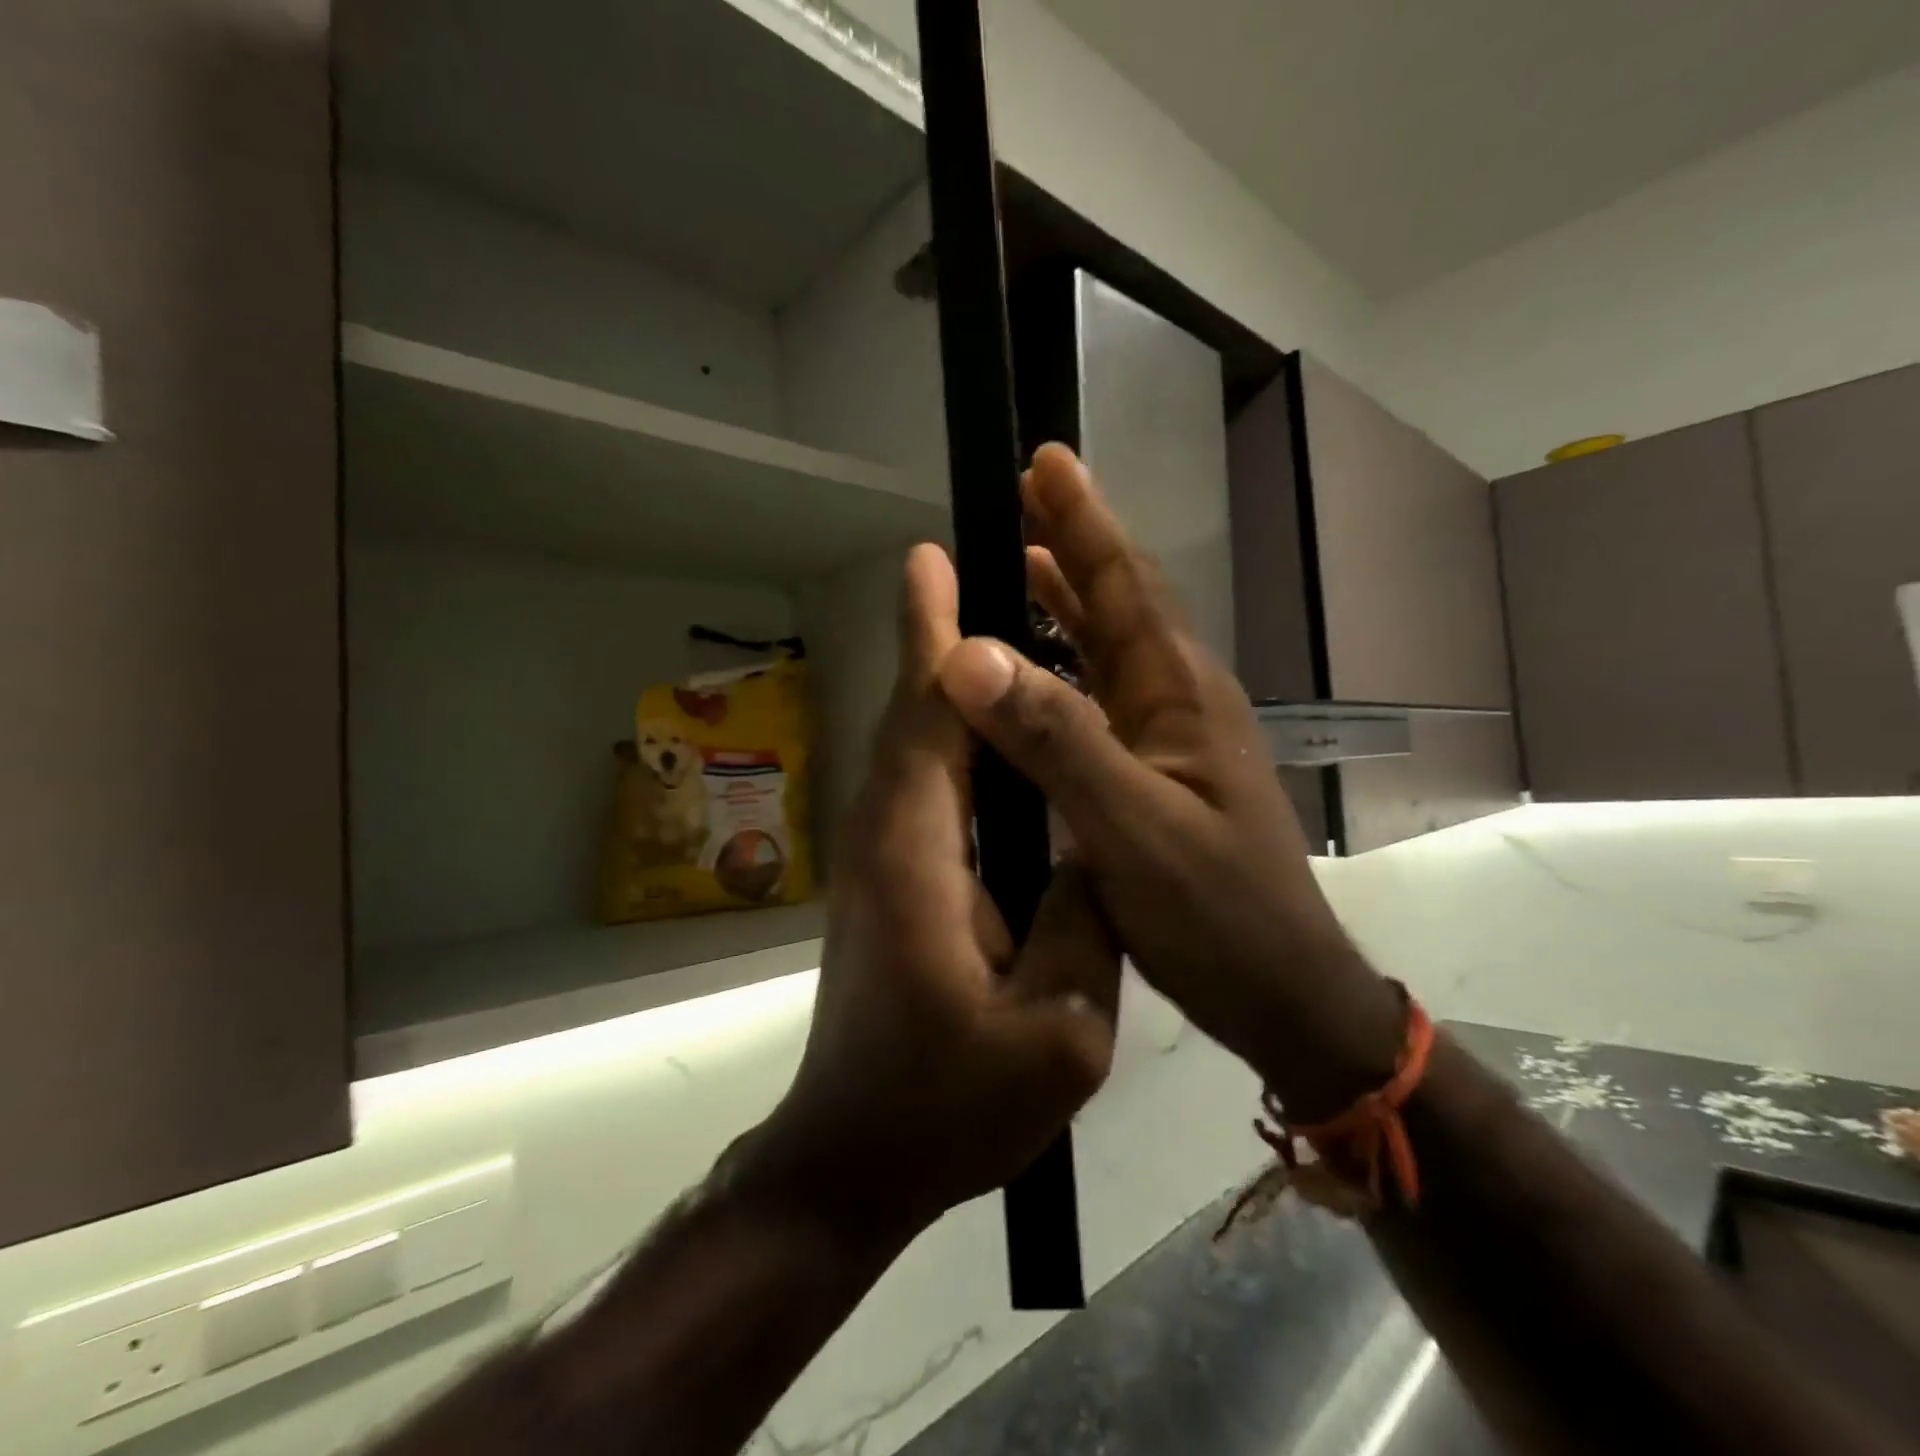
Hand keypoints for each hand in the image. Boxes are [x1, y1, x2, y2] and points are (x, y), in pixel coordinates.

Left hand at [741, 543, 1121, 1243]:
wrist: (855, 1159)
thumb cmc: (948, 1106)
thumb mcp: (1056, 1035)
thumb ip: (1083, 926)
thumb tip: (1096, 851)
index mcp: (918, 852)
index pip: (924, 719)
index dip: (931, 636)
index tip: (932, 559)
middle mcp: (885, 835)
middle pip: (912, 718)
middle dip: (935, 639)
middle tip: (972, 569)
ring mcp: (878, 859)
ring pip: (914, 750)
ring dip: (943, 688)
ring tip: (993, 634)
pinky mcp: (887, 882)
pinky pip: (922, 790)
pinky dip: (952, 745)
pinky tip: (995, 743)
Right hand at [936, 445, 1401, 1119]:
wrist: (1279, 990)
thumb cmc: (1216, 912)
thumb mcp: (1133, 827)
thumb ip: (1058, 740)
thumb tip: (969, 654)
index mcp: (1180, 695)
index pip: (1126, 586)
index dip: (1085, 521)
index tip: (1046, 459)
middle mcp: (1179, 701)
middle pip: (1121, 604)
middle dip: (1075, 544)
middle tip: (1028, 493)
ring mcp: (1172, 740)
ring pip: (1111, 649)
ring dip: (1070, 601)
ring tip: (1023, 560)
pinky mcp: (1158, 775)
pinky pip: (1103, 700)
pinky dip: (1068, 668)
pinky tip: (1038, 672)